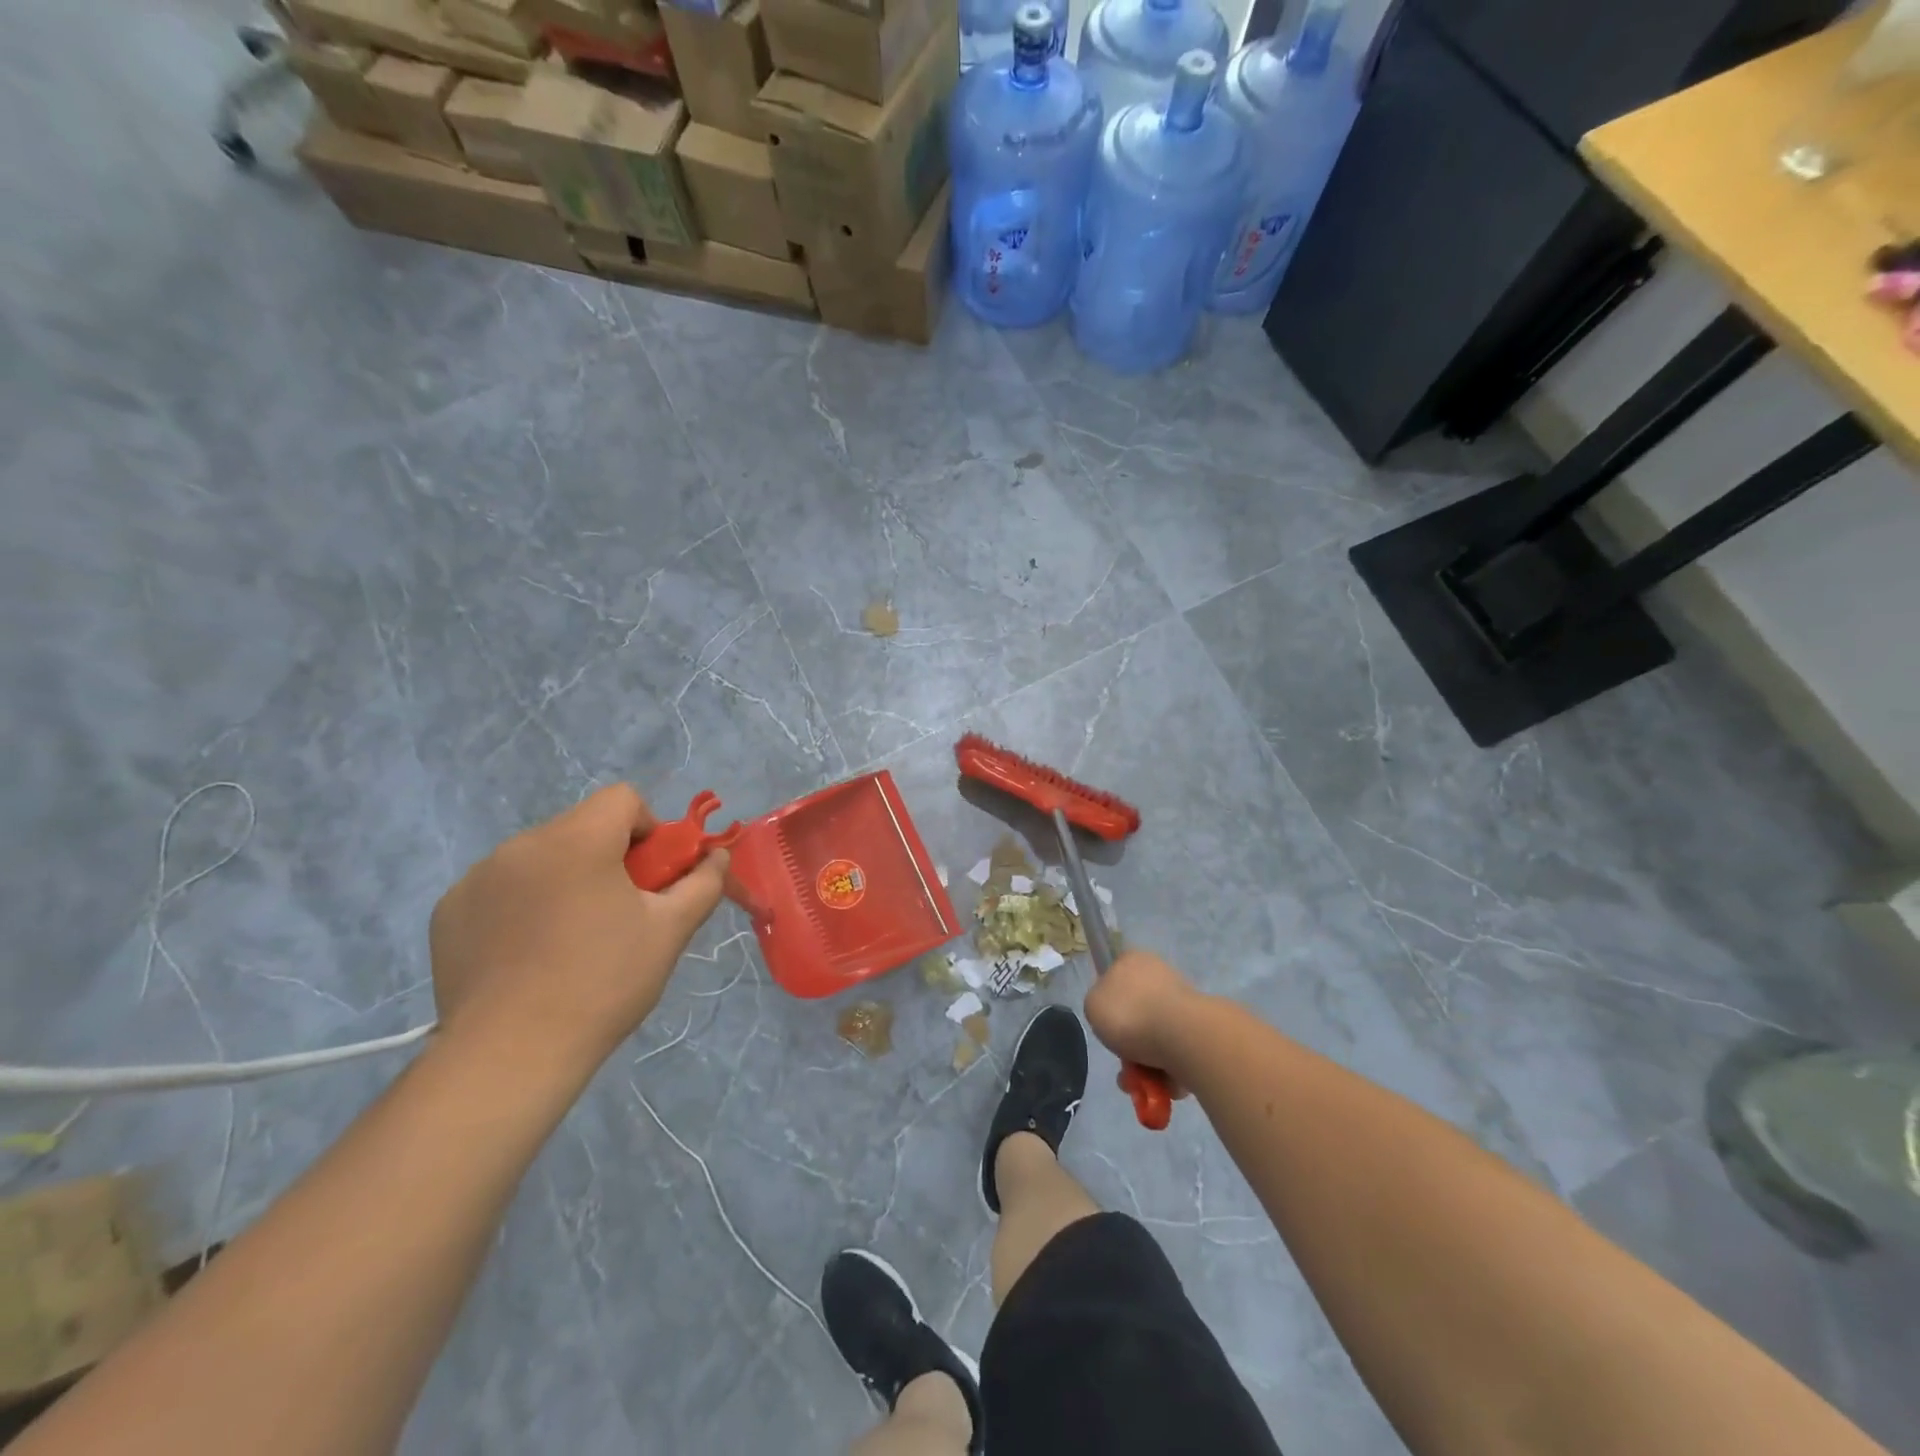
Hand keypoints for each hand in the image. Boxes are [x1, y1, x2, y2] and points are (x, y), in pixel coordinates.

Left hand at [428, 784, 727, 1075]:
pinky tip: (527, 954)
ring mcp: (478, 877)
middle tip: (618, 912)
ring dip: (564, 879)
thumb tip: (717, 856)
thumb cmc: (603, 983)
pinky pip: (501, 887)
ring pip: (540, 857)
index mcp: (578, 840)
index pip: (622, 799)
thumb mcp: (671, 930)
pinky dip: (522, 905)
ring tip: (570, 939)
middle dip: (608, 857)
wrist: (510, 1055)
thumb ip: (703, 882)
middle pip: (581, 827)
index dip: (648, 830)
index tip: (651, 878)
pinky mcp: (449, 911)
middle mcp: (522, 844)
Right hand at [1085, 950, 1203, 1095]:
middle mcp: (1160, 975)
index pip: (1116, 976)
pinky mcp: (1201, 1031)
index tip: (1107, 1025)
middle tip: (1124, 1066)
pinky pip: (1176, 1053)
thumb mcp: (1093, 1005)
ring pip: (1156, 1037)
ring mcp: (1183, 1003)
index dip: (1109, 1003)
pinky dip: (1167, 1072)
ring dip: (1145, 1064)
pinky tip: (1160, 1086)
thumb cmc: (1130, 1014)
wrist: (1182, 1037)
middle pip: (1136, 1013)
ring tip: (1140, 1085)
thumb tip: (1112, 1012)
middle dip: (1128, 1045)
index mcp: (1134, 961)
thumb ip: (1098, 1005)